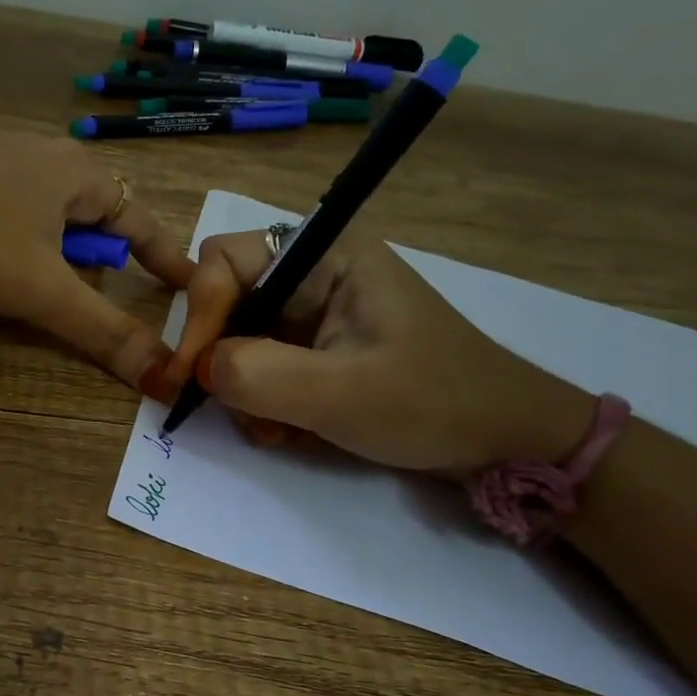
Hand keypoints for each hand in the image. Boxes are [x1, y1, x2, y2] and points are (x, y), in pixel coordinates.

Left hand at [0, 138, 193, 390]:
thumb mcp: (42, 292)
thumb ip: (104, 331)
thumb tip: (164, 376)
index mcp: (75, 173)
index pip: (139, 219)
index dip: (165, 258)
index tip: (188, 285)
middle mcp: (42, 154)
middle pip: (94, 212)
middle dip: (103, 252)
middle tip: (100, 288)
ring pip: (49, 208)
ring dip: (59, 246)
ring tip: (45, 279)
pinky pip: (10, 205)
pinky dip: (20, 235)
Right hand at [166, 226, 593, 470]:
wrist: (504, 441)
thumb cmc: (434, 404)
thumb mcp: (341, 394)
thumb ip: (258, 374)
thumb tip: (200, 369)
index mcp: (326, 255)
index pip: (224, 261)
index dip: (200, 315)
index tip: (191, 376)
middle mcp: (314, 272)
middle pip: (226, 302)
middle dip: (223, 360)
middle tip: (236, 411)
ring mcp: (316, 311)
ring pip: (238, 339)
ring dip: (242, 390)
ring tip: (275, 430)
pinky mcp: (318, 345)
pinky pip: (261, 364)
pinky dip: (262, 400)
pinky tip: (288, 430)